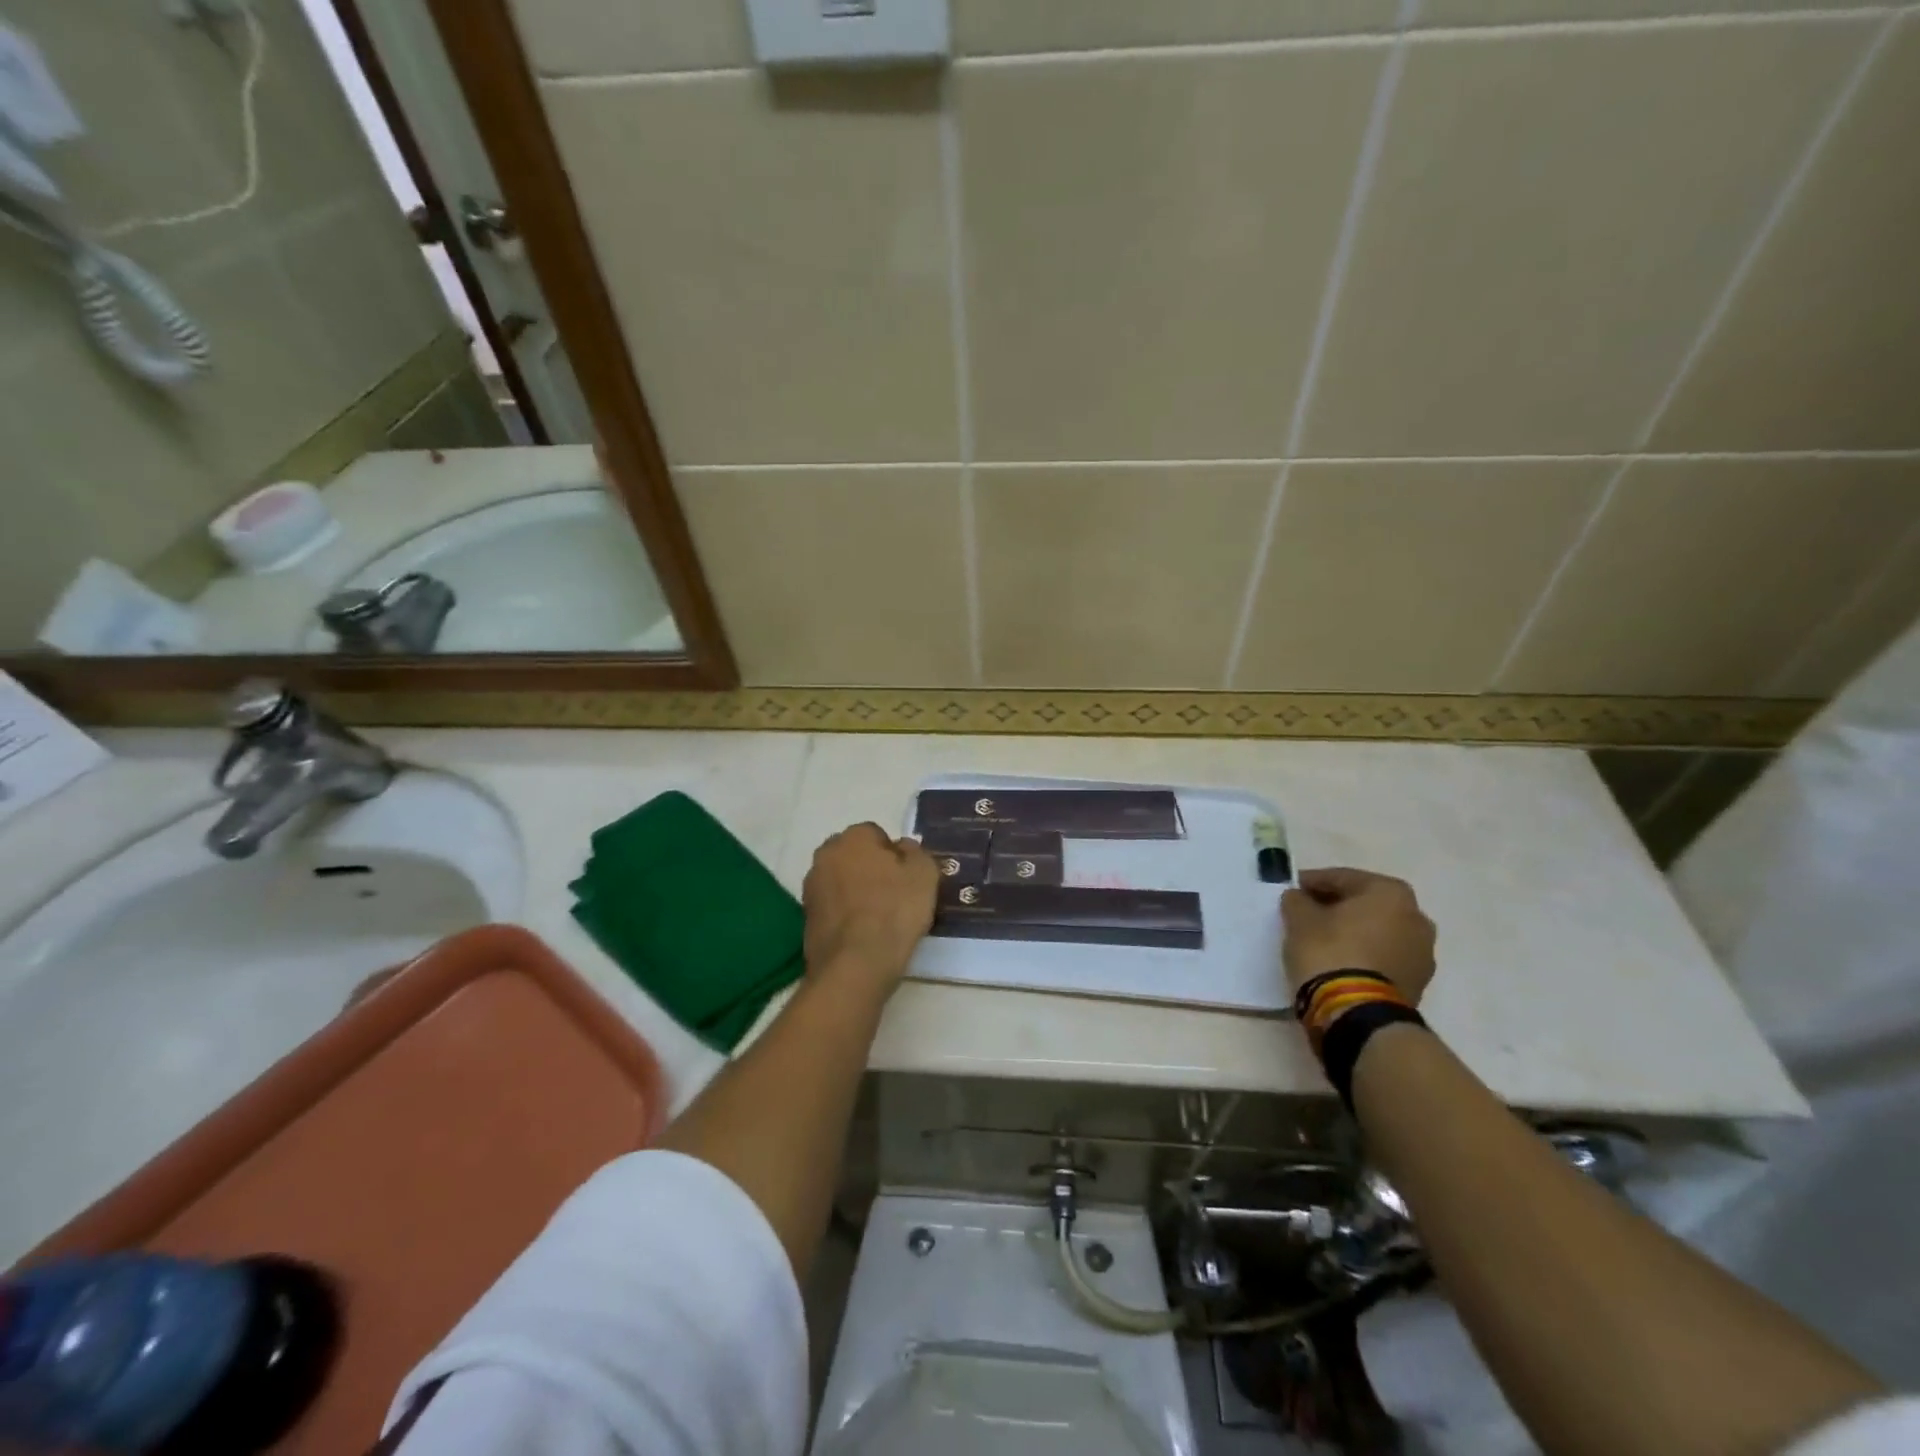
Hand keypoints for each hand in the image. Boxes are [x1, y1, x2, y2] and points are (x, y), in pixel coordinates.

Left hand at [802, 823, 940, 990]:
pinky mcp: (806, 917)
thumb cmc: (894, 911)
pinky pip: (833, 906)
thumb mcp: (924, 874)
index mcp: (853, 837)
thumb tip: (903, 848)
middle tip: (894, 895)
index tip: (907, 878)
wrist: (855, 965)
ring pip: (842, 880)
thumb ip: (916, 852)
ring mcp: (811, 886)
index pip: (877, 834)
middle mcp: (826, 854)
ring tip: (879, 918)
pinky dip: (846, 914)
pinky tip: (862, 933)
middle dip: (871, 869)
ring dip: (856, 891)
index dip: (895, 855)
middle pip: (855, 856)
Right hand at [1281, 867, 1435, 1005]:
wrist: (1358, 1014)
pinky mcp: (1418, 983)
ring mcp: (1422, 953)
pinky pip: (1384, 957)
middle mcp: (1416, 917)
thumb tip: (1299, 898)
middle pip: (1365, 904)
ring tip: (1321, 941)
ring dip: (1352, 932)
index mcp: (1391, 892)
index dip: (1312, 883)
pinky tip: (1339, 962)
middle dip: (1336, 907)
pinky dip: (1363, 954)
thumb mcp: (1299, 919)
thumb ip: (1297, 901)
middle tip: (1306, 914)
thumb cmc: (1330, 952)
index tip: (1291, 891)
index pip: (1342, 878)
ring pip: (1377, 931)